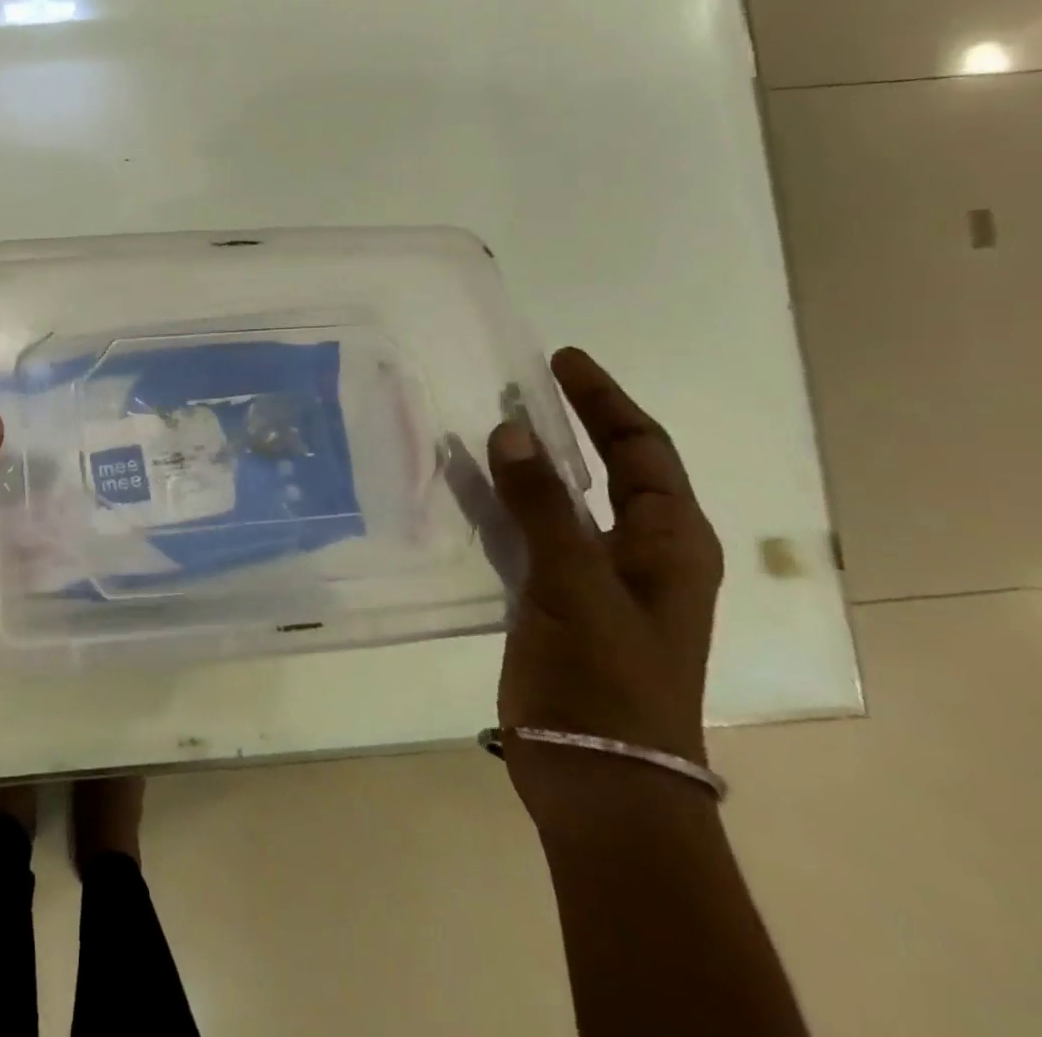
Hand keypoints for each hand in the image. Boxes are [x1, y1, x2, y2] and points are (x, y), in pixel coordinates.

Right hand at [488, 348, 723, 823]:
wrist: (598, 778)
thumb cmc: (603, 680)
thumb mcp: (575, 585)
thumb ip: (542, 506)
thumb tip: (509, 430)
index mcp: (669, 542)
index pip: (641, 448)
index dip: (604, 399)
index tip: (562, 359)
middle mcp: (641, 551)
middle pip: (610, 467)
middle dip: (573, 421)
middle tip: (526, 381)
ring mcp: (598, 576)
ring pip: (565, 498)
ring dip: (532, 461)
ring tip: (489, 423)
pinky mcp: (558, 598)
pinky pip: (532, 530)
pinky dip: (505, 501)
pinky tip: (467, 487)